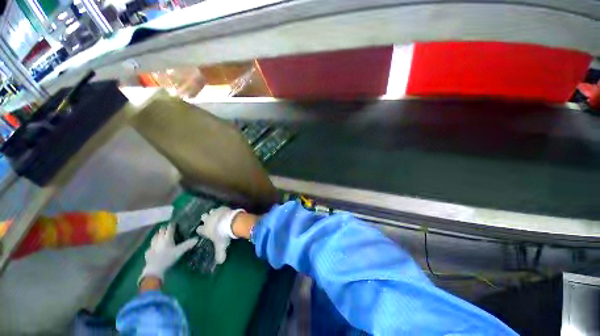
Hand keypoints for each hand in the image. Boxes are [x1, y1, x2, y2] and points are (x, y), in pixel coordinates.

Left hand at [139, 224, 197, 284]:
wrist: (154, 269)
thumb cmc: (168, 258)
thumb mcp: (180, 251)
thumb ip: (188, 244)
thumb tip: (197, 238)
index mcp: (167, 238)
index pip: (169, 228)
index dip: (172, 225)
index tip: (175, 222)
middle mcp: (159, 240)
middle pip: (161, 231)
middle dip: (164, 228)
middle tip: (168, 227)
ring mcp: (152, 245)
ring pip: (154, 237)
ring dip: (158, 234)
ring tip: (160, 233)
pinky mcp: (148, 252)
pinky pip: (151, 245)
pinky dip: (153, 243)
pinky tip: (154, 246)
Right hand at [196, 207, 244, 264]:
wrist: (231, 222)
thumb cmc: (223, 235)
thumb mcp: (221, 246)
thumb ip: (219, 254)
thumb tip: (220, 262)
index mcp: (205, 229)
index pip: (199, 229)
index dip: (201, 230)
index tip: (203, 231)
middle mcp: (208, 220)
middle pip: (203, 217)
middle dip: (205, 218)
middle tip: (210, 221)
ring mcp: (215, 212)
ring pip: (211, 211)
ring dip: (213, 213)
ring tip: (217, 215)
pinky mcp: (223, 208)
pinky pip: (221, 208)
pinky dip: (222, 209)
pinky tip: (225, 211)